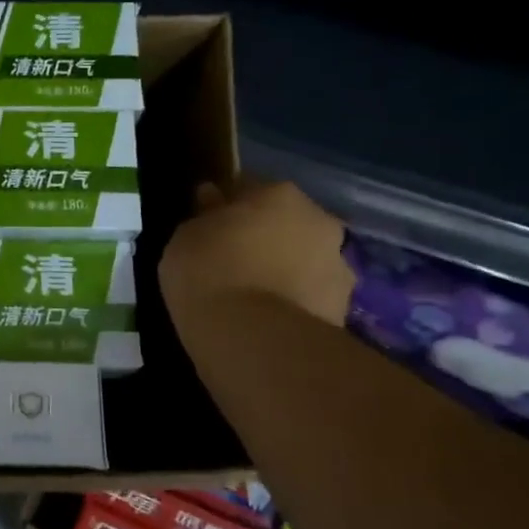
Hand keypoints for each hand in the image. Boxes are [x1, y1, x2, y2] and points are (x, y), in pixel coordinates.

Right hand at [160, 179, 353, 326]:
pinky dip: (291, 305)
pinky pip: (307, 299)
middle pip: (285, 224)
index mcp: (280, 194)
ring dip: (283, 272)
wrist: (253, 340)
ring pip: (303, 262)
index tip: (207, 226)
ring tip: (249, 299)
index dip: (226, 207)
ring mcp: (339, 267)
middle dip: (264, 238)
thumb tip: (212, 200)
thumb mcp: (185, 238)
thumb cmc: (209, 273)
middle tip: (231, 262)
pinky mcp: (342, 311)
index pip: (248, 189)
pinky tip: (263, 322)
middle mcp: (319, 221)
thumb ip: (203, 217)